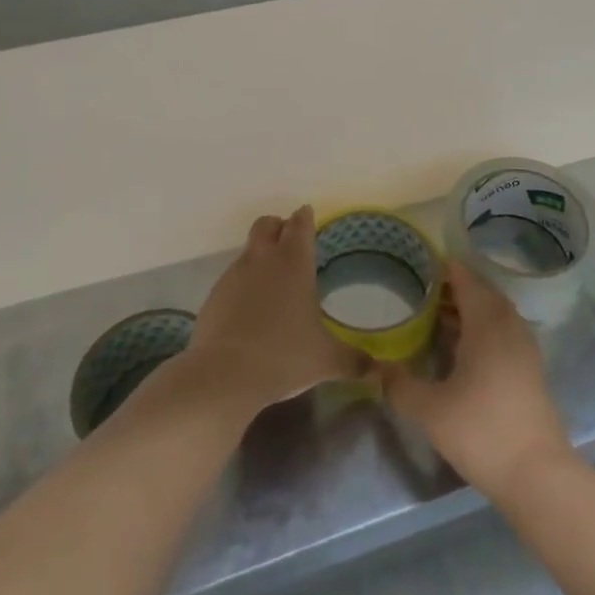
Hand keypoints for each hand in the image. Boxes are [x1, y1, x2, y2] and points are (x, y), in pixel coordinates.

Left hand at [187, 206, 363, 414]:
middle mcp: (262, 259)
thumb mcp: (326, 361)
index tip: (309, 217)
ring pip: (248, 252)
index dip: (305, 218)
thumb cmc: (284, 356)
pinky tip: (250, 313)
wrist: (224, 377)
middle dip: (278, 227)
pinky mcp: (213, 297)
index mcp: (293, 262)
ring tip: (273, 286)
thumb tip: (382, 369)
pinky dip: (242, 287)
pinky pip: (231, 281)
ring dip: (260, 258)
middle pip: (267, 224)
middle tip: (290, 244)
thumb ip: (355, 361)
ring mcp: (233, 276)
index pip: (300, 223)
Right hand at [378, 262, 573, 497]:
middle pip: (480, 291)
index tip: (415, 263)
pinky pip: (501, 330)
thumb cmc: (481, 432)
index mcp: (486, 322)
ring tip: (432, 314)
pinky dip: (480, 327)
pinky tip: (458, 347)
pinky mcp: (528, 367)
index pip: (464, 278)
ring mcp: (523, 346)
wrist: (537, 475)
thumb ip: (399, 384)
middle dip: (451, 287)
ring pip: (493, 311)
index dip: (441, 267)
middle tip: (418, 289)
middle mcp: (508, 325)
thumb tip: (375, 367)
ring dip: (467, 308)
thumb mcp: (430, 410)